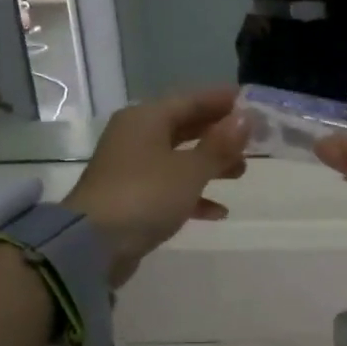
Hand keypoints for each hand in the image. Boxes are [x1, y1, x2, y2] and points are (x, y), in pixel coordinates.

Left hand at [62, 87, 248, 283]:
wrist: (93, 245)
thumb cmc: (145, 196)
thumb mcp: (190, 170)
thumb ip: (219, 145)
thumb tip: (245, 118)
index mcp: (146, 118)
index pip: (191, 100)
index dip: (222, 101)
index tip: (252, 103)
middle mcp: (136, 137)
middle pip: (184, 127)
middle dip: (219, 134)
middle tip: (252, 140)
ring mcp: (131, 168)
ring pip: (178, 158)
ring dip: (210, 164)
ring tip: (241, 173)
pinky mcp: (131, 198)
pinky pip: (169, 187)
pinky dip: (193, 194)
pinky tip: (218, 211)